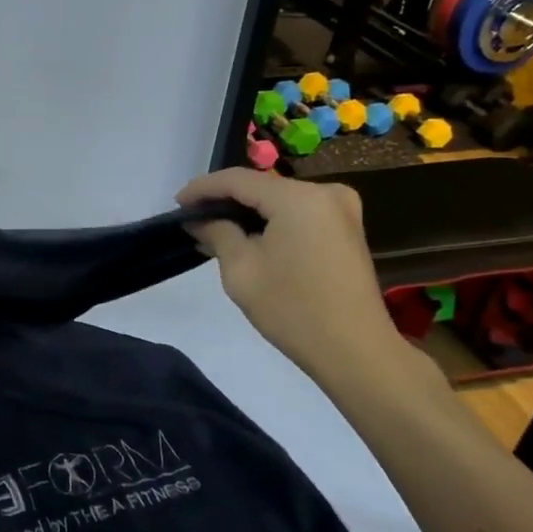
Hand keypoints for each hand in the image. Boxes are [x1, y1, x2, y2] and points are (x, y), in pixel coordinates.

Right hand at [175, 168, 411, 389]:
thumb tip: (198, 219)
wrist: (354, 351)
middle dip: (225, 201)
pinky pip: (298, 213)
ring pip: (279, 200)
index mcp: (298, 197)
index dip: (202, 189)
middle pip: (261, 187)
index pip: (238, 180)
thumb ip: (217, 233)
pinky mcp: (346, 229)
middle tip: (193, 219)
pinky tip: (248, 238)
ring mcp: (341, 209)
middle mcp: (325, 192)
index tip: (177, 205)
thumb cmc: (292, 309)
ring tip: (214, 230)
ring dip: (247, 212)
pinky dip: (271, 221)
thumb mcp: (241, 270)